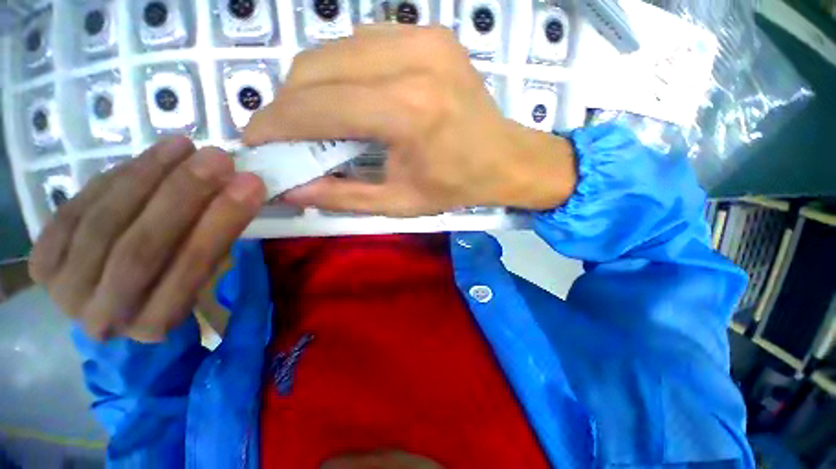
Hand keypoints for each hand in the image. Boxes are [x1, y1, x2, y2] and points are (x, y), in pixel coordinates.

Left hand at [28, 138, 265, 341]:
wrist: (110, 302)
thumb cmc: (169, 286)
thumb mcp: (203, 273)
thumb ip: (217, 238)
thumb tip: (242, 191)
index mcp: (157, 323)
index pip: (192, 267)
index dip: (222, 221)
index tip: (251, 184)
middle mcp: (106, 317)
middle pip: (142, 248)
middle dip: (184, 195)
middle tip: (217, 159)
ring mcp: (65, 291)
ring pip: (105, 224)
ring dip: (147, 177)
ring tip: (183, 148)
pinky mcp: (42, 263)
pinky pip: (77, 211)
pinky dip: (113, 181)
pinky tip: (146, 161)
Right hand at [244, 25, 576, 216]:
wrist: (503, 158)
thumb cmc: (456, 186)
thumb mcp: (400, 203)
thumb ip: (343, 197)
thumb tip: (291, 189)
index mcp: (408, 112)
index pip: (318, 107)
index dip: (276, 123)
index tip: (255, 140)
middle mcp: (412, 62)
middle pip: (317, 68)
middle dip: (288, 103)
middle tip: (285, 134)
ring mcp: (423, 38)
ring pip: (334, 49)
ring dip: (312, 85)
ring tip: (314, 119)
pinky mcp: (429, 34)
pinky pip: (362, 42)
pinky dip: (342, 70)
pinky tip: (351, 97)